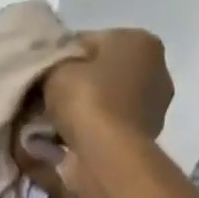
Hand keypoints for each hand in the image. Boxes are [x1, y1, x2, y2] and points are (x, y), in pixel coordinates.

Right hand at [44, 29, 173, 139]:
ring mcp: (152, 109)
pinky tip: (64, 142)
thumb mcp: (56, 68)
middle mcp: (156, 71)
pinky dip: (89, 133)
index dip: (62, 57)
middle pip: (101, 73)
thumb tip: (49, 70)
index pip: (91, 41)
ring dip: (81, 112)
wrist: (106, 156)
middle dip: (75, 85)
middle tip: (45, 100)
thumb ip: (52, 63)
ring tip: (51, 124)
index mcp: (140, 41)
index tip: (42, 75)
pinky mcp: (141, 141)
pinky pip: (106, 129)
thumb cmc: (87, 100)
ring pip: (105, 103)